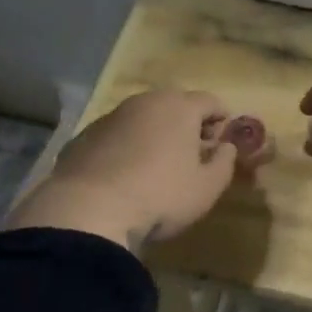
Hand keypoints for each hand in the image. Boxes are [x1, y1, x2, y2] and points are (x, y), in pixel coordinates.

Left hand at [8, 90, 273, 249]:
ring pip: (143, 117)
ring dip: (155, 132)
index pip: (210, 101)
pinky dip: (127, 145)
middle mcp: (146, 102)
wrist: (88, 211)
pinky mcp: (85, 136)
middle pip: (174, 103)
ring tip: (159, 162)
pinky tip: (126, 172)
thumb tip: (226, 147)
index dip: (221, 117)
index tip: (223, 136)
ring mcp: (112, 116)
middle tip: (194, 148)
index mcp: (180, 107)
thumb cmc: (160, 196)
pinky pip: (117, 134)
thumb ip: (224, 163)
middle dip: (188, 122)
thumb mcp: (206, 188)